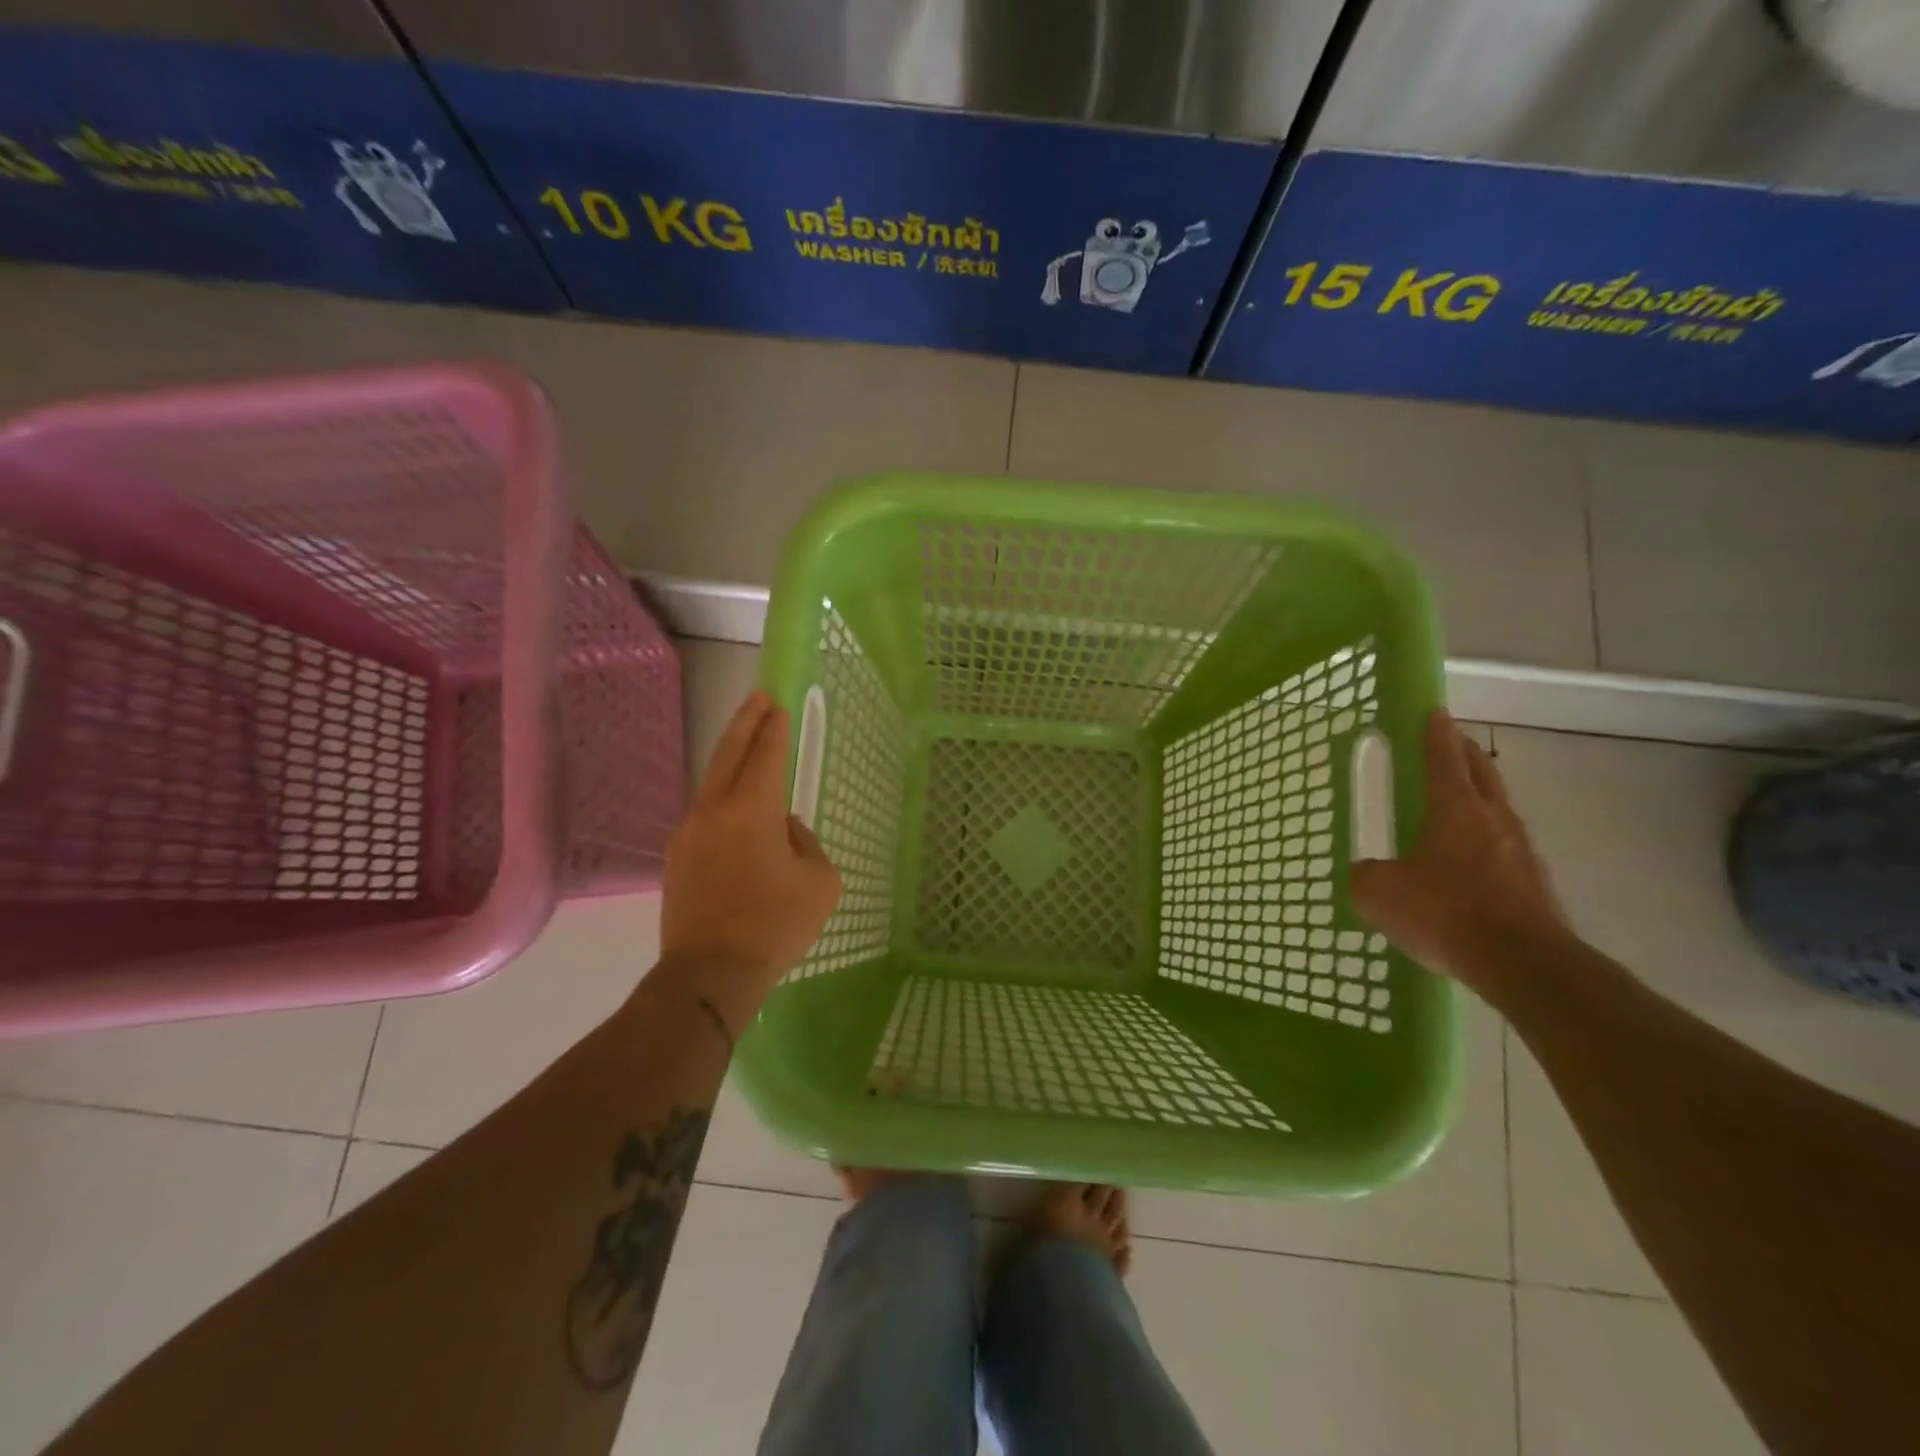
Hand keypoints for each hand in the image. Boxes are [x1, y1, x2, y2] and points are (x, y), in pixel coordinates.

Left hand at [660, 692, 842, 1000]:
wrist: (710, 975)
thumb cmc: (775, 926)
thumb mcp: (820, 882)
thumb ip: (805, 843)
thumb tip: (782, 830)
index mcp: (752, 810)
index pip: (764, 755)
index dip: (773, 728)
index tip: (777, 705)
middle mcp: (714, 811)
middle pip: (728, 754)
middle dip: (745, 723)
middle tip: (757, 699)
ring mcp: (688, 834)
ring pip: (711, 784)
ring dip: (730, 761)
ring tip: (747, 749)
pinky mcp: (677, 860)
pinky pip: (705, 817)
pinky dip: (723, 800)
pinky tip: (737, 815)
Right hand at [1350, 711, 1570, 992]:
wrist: (1524, 964)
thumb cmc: (1446, 913)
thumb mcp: (1380, 894)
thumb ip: (1366, 876)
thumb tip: (1367, 873)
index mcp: (1455, 808)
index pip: (1443, 757)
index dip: (1435, 732)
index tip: (1434, 711)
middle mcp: (1493, 819)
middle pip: (1480, 772)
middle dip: (1463, 753)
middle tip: (1448, 743)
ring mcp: (1522, 850)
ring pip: (1498, 807)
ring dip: (1480, 795)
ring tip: (1459, 801)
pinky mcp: (1536, 883)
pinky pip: (1506, 846)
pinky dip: (1487, 839)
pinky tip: (1471, 861)